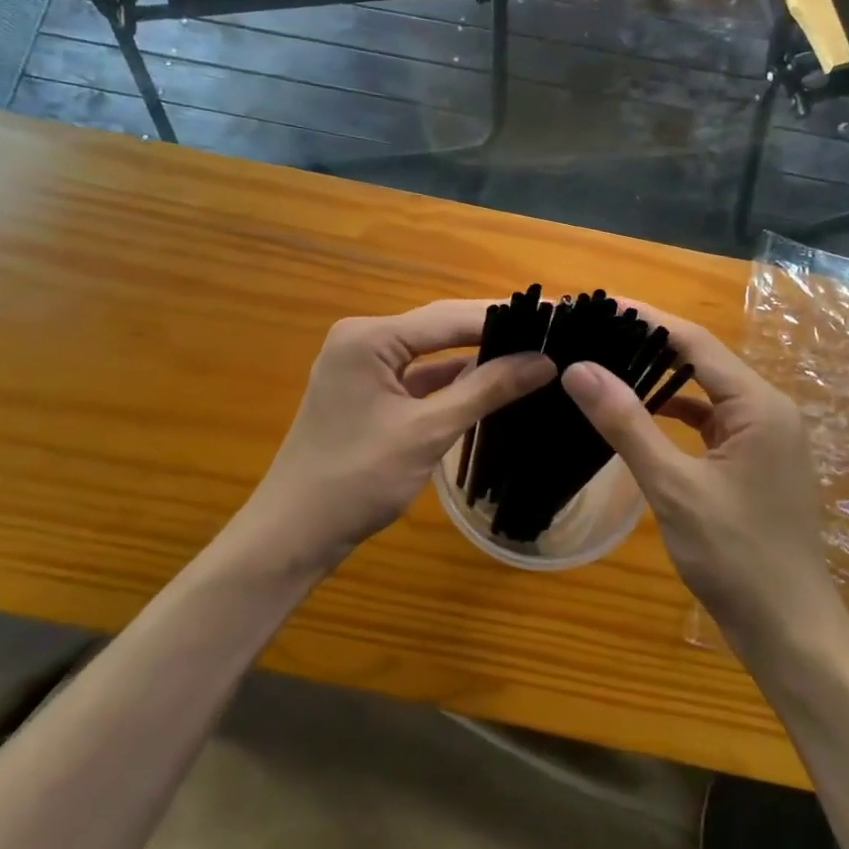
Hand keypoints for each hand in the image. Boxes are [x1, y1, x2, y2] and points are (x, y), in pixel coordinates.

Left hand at [242, 301, 555, 569]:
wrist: (294, 534)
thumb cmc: (356, 479)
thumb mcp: (427, 432)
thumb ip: (485, 391)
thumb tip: (544, 361)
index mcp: (369, 337)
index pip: (448, 317)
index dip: (502, 316)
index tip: (553, 314)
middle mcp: (363, 340)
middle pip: (439, 328)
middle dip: (492, 332)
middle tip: (550, 330)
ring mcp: (363, 368)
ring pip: (431, 354)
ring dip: (475, 357)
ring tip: (532, 352)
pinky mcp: (368, 394)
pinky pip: (418, 378)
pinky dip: (452, 382)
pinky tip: (492, 382)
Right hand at [559, 307, 842, 652]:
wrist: (789, 632)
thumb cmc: (736, 557)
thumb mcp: (674, 487)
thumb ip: (627, 424)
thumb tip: (579, 368)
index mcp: (758, 405)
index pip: (694, 341)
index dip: (643, 318)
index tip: (596, 304)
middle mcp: (766, 410)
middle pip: (700, 360)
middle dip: (647, 344)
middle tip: (591, 332)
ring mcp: (762, 438)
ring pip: (703, 392)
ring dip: (659, 379)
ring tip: (605, 364)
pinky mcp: (751, 463)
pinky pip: (708, 422)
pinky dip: (673, 414)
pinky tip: (637, 416)